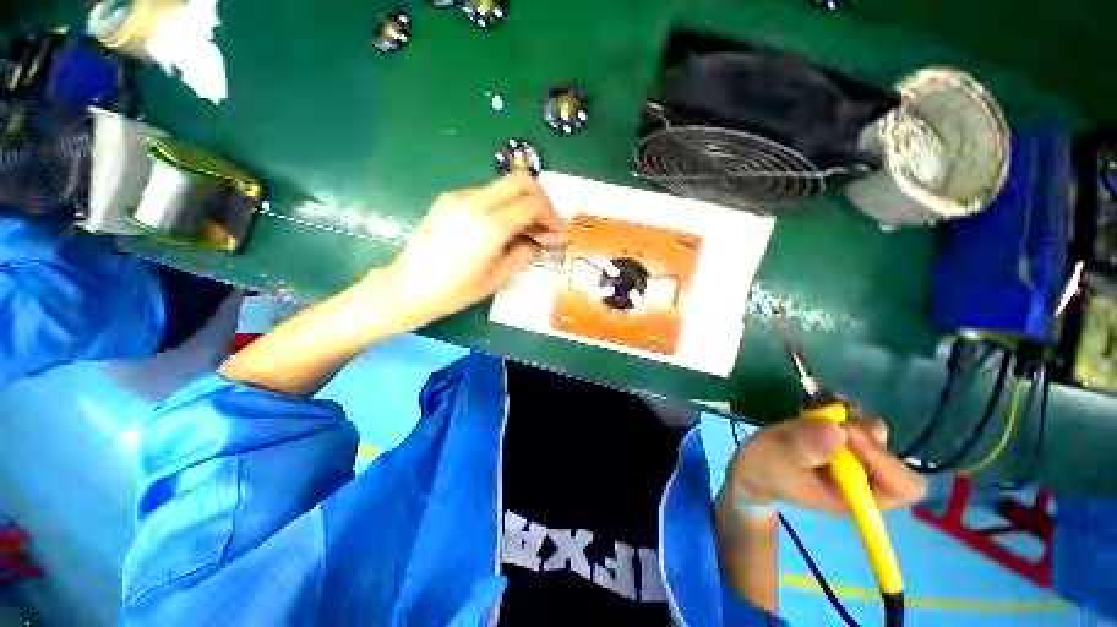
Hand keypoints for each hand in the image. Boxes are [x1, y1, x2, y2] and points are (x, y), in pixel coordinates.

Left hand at [375, 173, 565, 327]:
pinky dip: (501, 204)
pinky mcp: (448, 199)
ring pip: (503, 185)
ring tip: (520, 230)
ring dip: (520, 202)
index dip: (550, 216)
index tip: (552, 233)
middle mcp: (475, 202)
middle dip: (540, 199)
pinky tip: (497, 228)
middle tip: (542, 224)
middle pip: (521, 180)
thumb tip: (546, 240)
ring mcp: (459, 197)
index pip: (533, 202)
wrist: (409, 287)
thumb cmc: (457, 290)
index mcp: (491, 226)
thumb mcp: (499, 276)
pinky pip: (485, 193)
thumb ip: (527, 252)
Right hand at [721, 415, 926, 514]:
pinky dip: (841, 407)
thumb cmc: (765, 471)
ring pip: (873, 432)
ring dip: (849, 416)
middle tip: (828, 418)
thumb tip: (838, 430)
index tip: (846, 433)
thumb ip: (802, 448)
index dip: (883, 459)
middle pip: (890, 454)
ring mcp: (855, 457)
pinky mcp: (842, 439)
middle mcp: (865, 478)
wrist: (754, 467)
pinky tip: (817, 405)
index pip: (901, 486)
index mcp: (856, 497)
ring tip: (817, 410)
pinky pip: (856, 419)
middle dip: (861, 432)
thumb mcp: (775, 461)